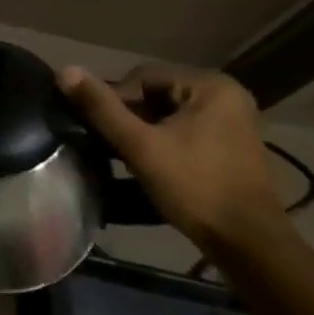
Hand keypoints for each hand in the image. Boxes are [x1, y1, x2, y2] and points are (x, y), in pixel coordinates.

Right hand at [59, 64, 284, 249]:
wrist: (248, 244)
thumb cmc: (195, 188)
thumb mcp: (140, 145)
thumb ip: (102, 107)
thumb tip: (65, 70)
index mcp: (211, 85)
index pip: (142, 77)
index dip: (116, 101)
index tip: (104, 132)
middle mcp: (226, 95)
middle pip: (155, 94)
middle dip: (131, 117)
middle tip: (115, 146)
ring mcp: (232, 120)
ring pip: (167, 113)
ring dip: (143, 130)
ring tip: (129, 156)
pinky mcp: (230, 143)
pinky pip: (183, 128)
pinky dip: (162, 140)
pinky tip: (151, 163)